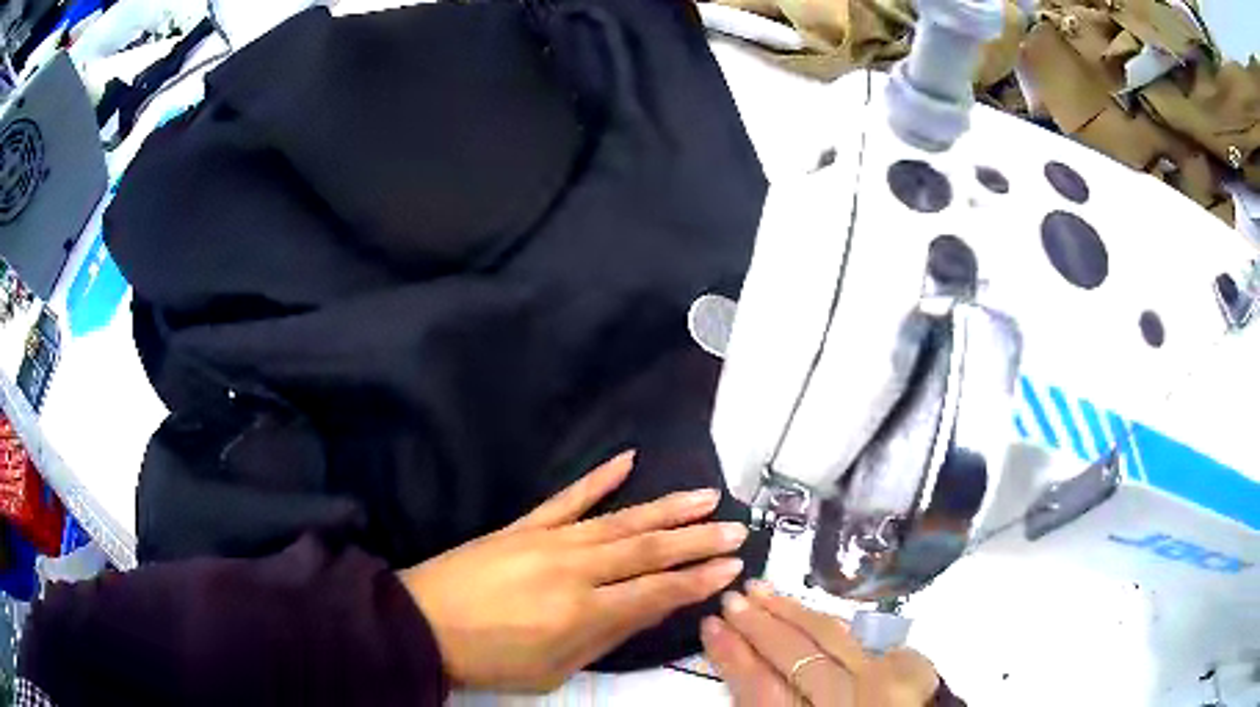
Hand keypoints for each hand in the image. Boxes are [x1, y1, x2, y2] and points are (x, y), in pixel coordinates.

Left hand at [398, 451, 748, 691]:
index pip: (656, 592)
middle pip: (647, 550)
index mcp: (583, 611)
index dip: (697, 580)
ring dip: (665, 508)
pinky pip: (567, 498)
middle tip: (735, 529)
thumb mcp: (555, 670)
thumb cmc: (491, 660)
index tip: (732, 566)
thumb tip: (649, 611)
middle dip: (696, 541)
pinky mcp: (524, 526)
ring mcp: (548, 540)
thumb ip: (605, 638)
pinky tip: (628, 459)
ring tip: (704, 496)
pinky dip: (599, 478)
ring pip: (619, 520)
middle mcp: (574, 568)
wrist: (421, 624)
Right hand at [701, 582, 940, 705]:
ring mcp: (889, 680)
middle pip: (798, 656)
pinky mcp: (912, 667)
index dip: (733, 656)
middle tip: (732, 599)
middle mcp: (855, 699)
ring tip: (765, 591)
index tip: (711, 626)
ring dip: (795, 612)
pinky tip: (814, 612)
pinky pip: (867, 636)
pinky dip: (836, 624)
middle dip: (760, 626)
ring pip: (834, 637)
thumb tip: (740, 662)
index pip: (762, 689)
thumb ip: (765, 702)